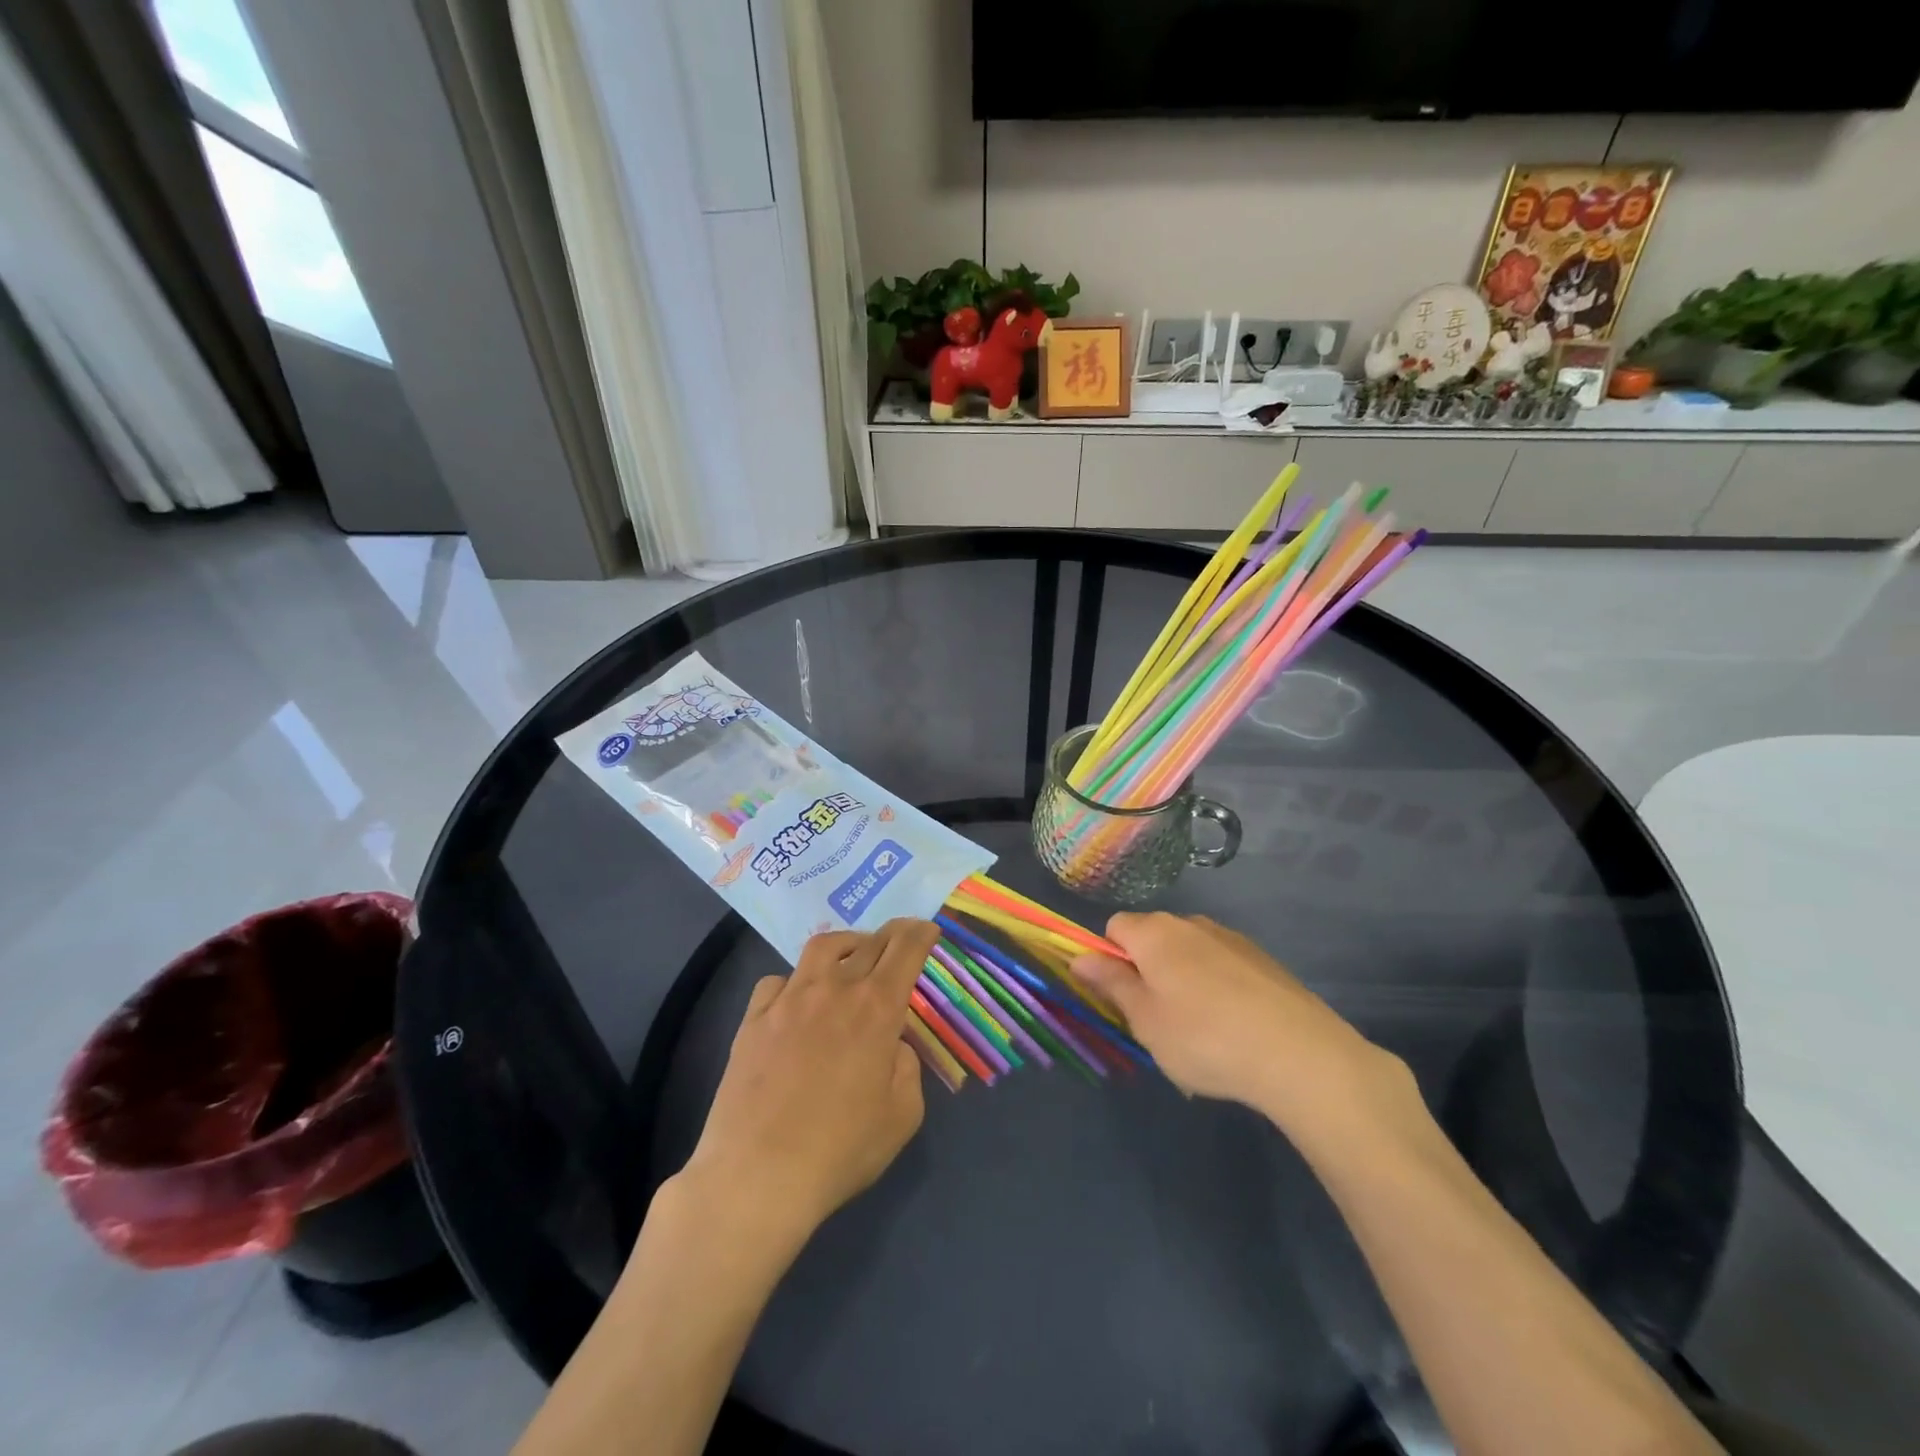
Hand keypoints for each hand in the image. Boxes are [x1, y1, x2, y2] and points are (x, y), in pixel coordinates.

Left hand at [677, 919, 937, 1247]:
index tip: (928, 928)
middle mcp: (834, 990)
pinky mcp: (753, 1019)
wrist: (758, 1175)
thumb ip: (906, 1067)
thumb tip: (891, 1044)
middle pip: (868, 943)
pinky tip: (797, 1000)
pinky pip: (777, 982)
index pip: (905, 951)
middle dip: (891, 934)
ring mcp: (789, 1000)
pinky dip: (795, 981)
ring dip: (846, 943)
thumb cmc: (840, 1150)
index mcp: (877, 1008)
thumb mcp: (902, 1116)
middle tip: (901, 935)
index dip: (920, 934)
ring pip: (821, 948)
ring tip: (851, 954)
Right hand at [1072, 912, 1414, 1138]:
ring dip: (1182, 978)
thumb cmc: (1204, 1038)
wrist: (1299, 1054)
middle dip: (1146, 970)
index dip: (1108, 958)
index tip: (1119, 997)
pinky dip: (1216, 986)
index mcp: (1155, 933)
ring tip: (1199, 1030)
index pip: (1114, 927)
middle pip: (1152, 937)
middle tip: (1155, 1019)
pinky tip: (1233, 1026)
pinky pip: (1221, 965)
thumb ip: (1111, 984)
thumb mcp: (1145, 1020)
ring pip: (1188, 952)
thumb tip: (1079, 957)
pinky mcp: (1263, 959)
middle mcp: (1191, 923)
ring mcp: (1231, 938)